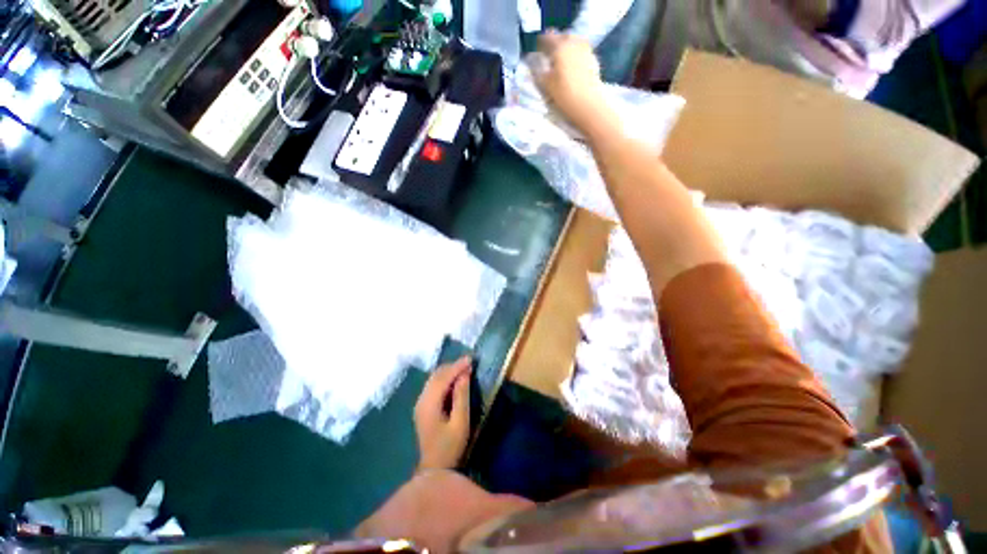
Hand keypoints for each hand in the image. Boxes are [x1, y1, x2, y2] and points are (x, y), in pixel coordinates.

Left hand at [414, 356, 471, 470]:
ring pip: (433, 379)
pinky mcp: (422, 407)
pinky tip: (455, 380)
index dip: (457, 366)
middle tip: (469, 363)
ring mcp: (420, 403)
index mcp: (429, 404)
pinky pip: (433, 385)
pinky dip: (444, 379)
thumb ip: (462, 396)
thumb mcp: (460, 422)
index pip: (443, 378)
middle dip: (453, 366)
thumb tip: (464, 374)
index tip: (471, 359)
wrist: (434, 470)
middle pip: (436, 375)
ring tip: (464, 368)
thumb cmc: (450, 447)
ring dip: (448, 371)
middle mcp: (421, 400)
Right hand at [530, 30, 614, 135]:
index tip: (536, 48)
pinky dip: (575, 54)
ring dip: (566, 46)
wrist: (588, 105)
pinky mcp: (593, 60)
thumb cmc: (564, 94)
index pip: (547, 38)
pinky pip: (581, 51)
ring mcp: (586, 50)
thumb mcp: (546, 84)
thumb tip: (532, 62)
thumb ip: (538, 71)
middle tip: (548, 51)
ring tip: (560, 57)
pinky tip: (571, 64)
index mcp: (560, 46)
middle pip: (562, 36)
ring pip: (573, 42)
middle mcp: (574, 43)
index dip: (540, 42)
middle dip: (555, 42)